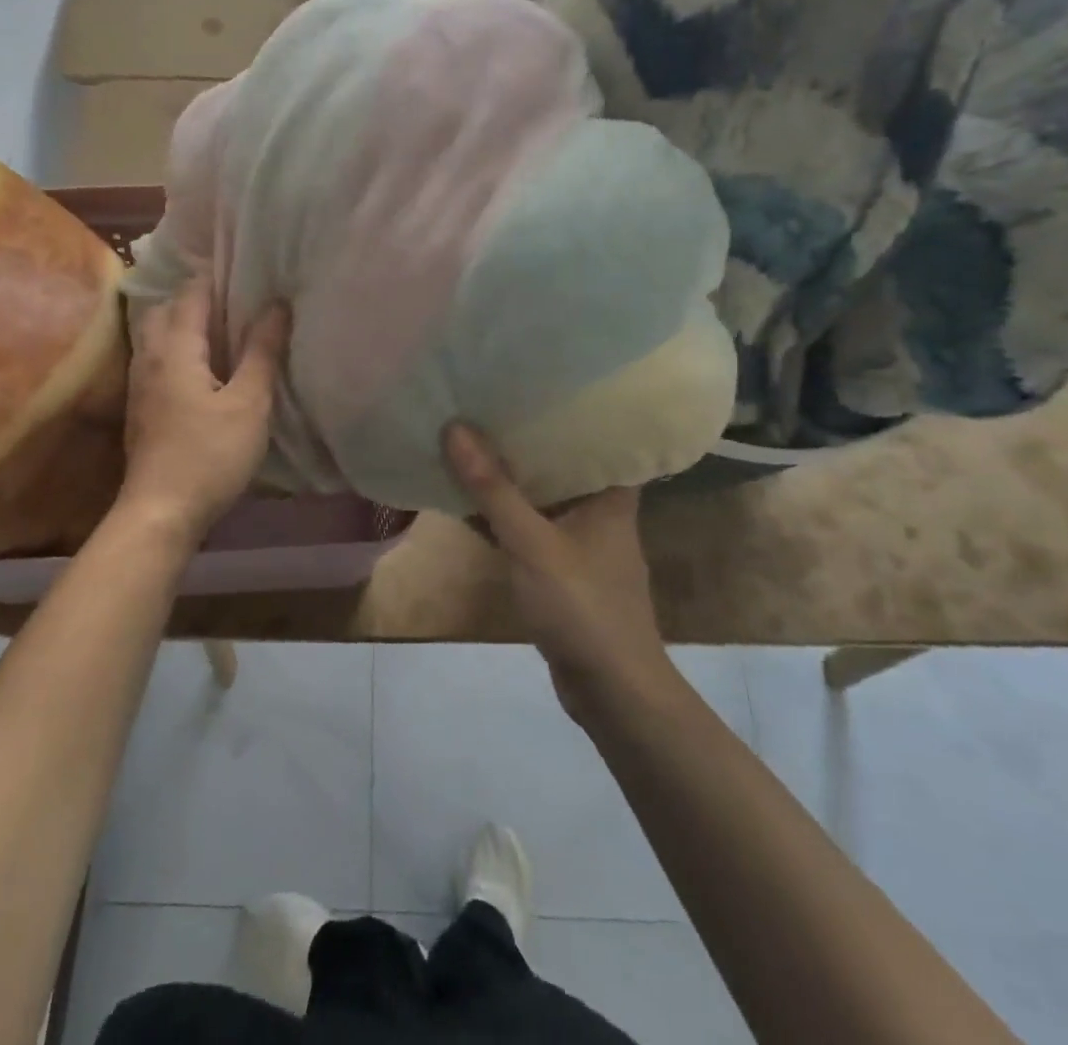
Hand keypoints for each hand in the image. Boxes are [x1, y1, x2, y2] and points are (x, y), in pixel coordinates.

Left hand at [118, 279, 289, 541]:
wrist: (159, 512)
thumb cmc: (210, 455)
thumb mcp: (249, 404)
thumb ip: (262, 352)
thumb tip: (277, 305)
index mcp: (176, 348)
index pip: (191, 295)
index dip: (215, 277)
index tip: (243, 268)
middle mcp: (150, 358)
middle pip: (164, 309)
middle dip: (192, 297)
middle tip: (230, 297)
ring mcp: (139, 385)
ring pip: (154, 336)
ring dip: (180, 323)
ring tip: (217, 328)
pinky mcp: (139, 409)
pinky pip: (154, 360)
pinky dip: (174, 349)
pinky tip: (198, 368)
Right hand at [443, 424, 669, 720]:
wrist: (611, 691)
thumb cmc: (583, 607)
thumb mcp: (533, 544)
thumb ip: (493, 489)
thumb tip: (455, 427)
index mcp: (612, 492)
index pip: (599, 432)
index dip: (568, 403)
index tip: (531, 375)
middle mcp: (601, 508)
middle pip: (562, 459)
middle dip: (525, 435)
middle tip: (486, 396)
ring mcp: (582, 539)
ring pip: (542, 494)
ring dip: (510, 475)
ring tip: (470, 434)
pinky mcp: (563, 566)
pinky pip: (530, 524)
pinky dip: (504, 512)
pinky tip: (470, 496)